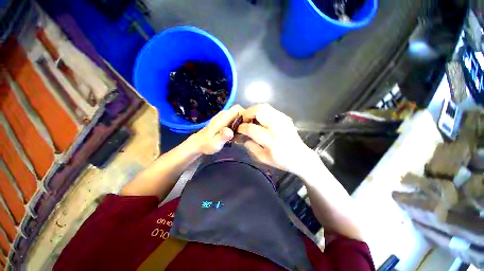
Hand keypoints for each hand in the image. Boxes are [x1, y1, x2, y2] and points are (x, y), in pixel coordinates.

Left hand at [191, 104, 244, 154]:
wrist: (198, 143)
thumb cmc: (206, 144)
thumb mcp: (215, 143)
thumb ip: (222, 137)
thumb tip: (230, 131)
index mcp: (223, 118)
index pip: (238, 109)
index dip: (246, 114)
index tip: (249, 124)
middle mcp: (224, 115)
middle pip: (239, 111)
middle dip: (246, 119)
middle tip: (248, 130)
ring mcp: (224, 117)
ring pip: (238, 115)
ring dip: (243, 122)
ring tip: (244, 132)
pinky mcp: (224, 121)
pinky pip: (235, 119)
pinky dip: (239, 124)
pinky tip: (238, 133)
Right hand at [237, 103, 312, 173]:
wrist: (300, 156)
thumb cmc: (281, 160)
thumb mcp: (263, 158)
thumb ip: (251, 147)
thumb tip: (243, 137)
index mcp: (272, 141)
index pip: (252, 129)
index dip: (242, 127)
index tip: (238, 129)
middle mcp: (278, 127)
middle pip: (259, 111)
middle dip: (247, 113)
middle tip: (243, 120)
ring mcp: (283, 120)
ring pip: (264, 107)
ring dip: (253, 110)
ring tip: (250, 118)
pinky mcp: (285, 117)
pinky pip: (269, 109)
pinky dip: (261, 111)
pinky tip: (259, 119)